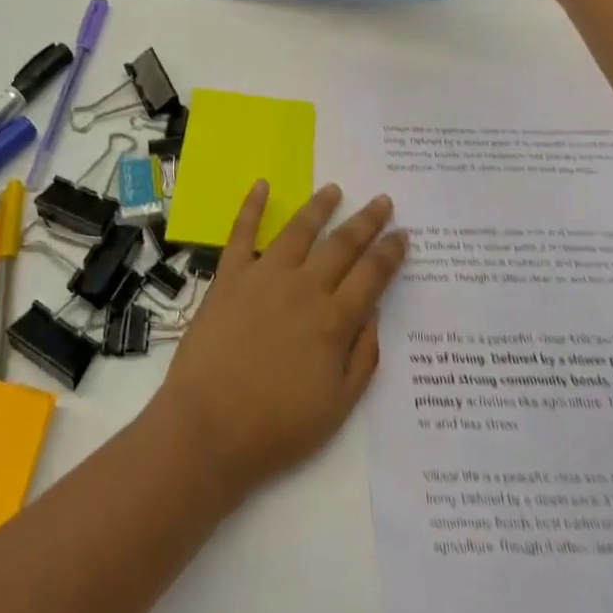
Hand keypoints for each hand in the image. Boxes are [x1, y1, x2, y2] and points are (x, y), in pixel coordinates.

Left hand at [150, 183, 406, 501]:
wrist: (209, 428)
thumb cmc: (277, 427)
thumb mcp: (338, 406)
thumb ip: (362, 357)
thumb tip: (374, 314)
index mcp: (333, 321)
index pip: (371, 276)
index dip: (390, 253)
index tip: (402, 234)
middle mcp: (304, 288)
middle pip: (342, 245)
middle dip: (366, 222)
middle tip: (382, 201)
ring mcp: (264, 276)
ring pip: (298, 230)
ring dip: (319, 207)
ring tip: (334, 189)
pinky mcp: (230, 276)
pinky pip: (242, 233)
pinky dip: (251, 207)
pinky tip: (261, 185)